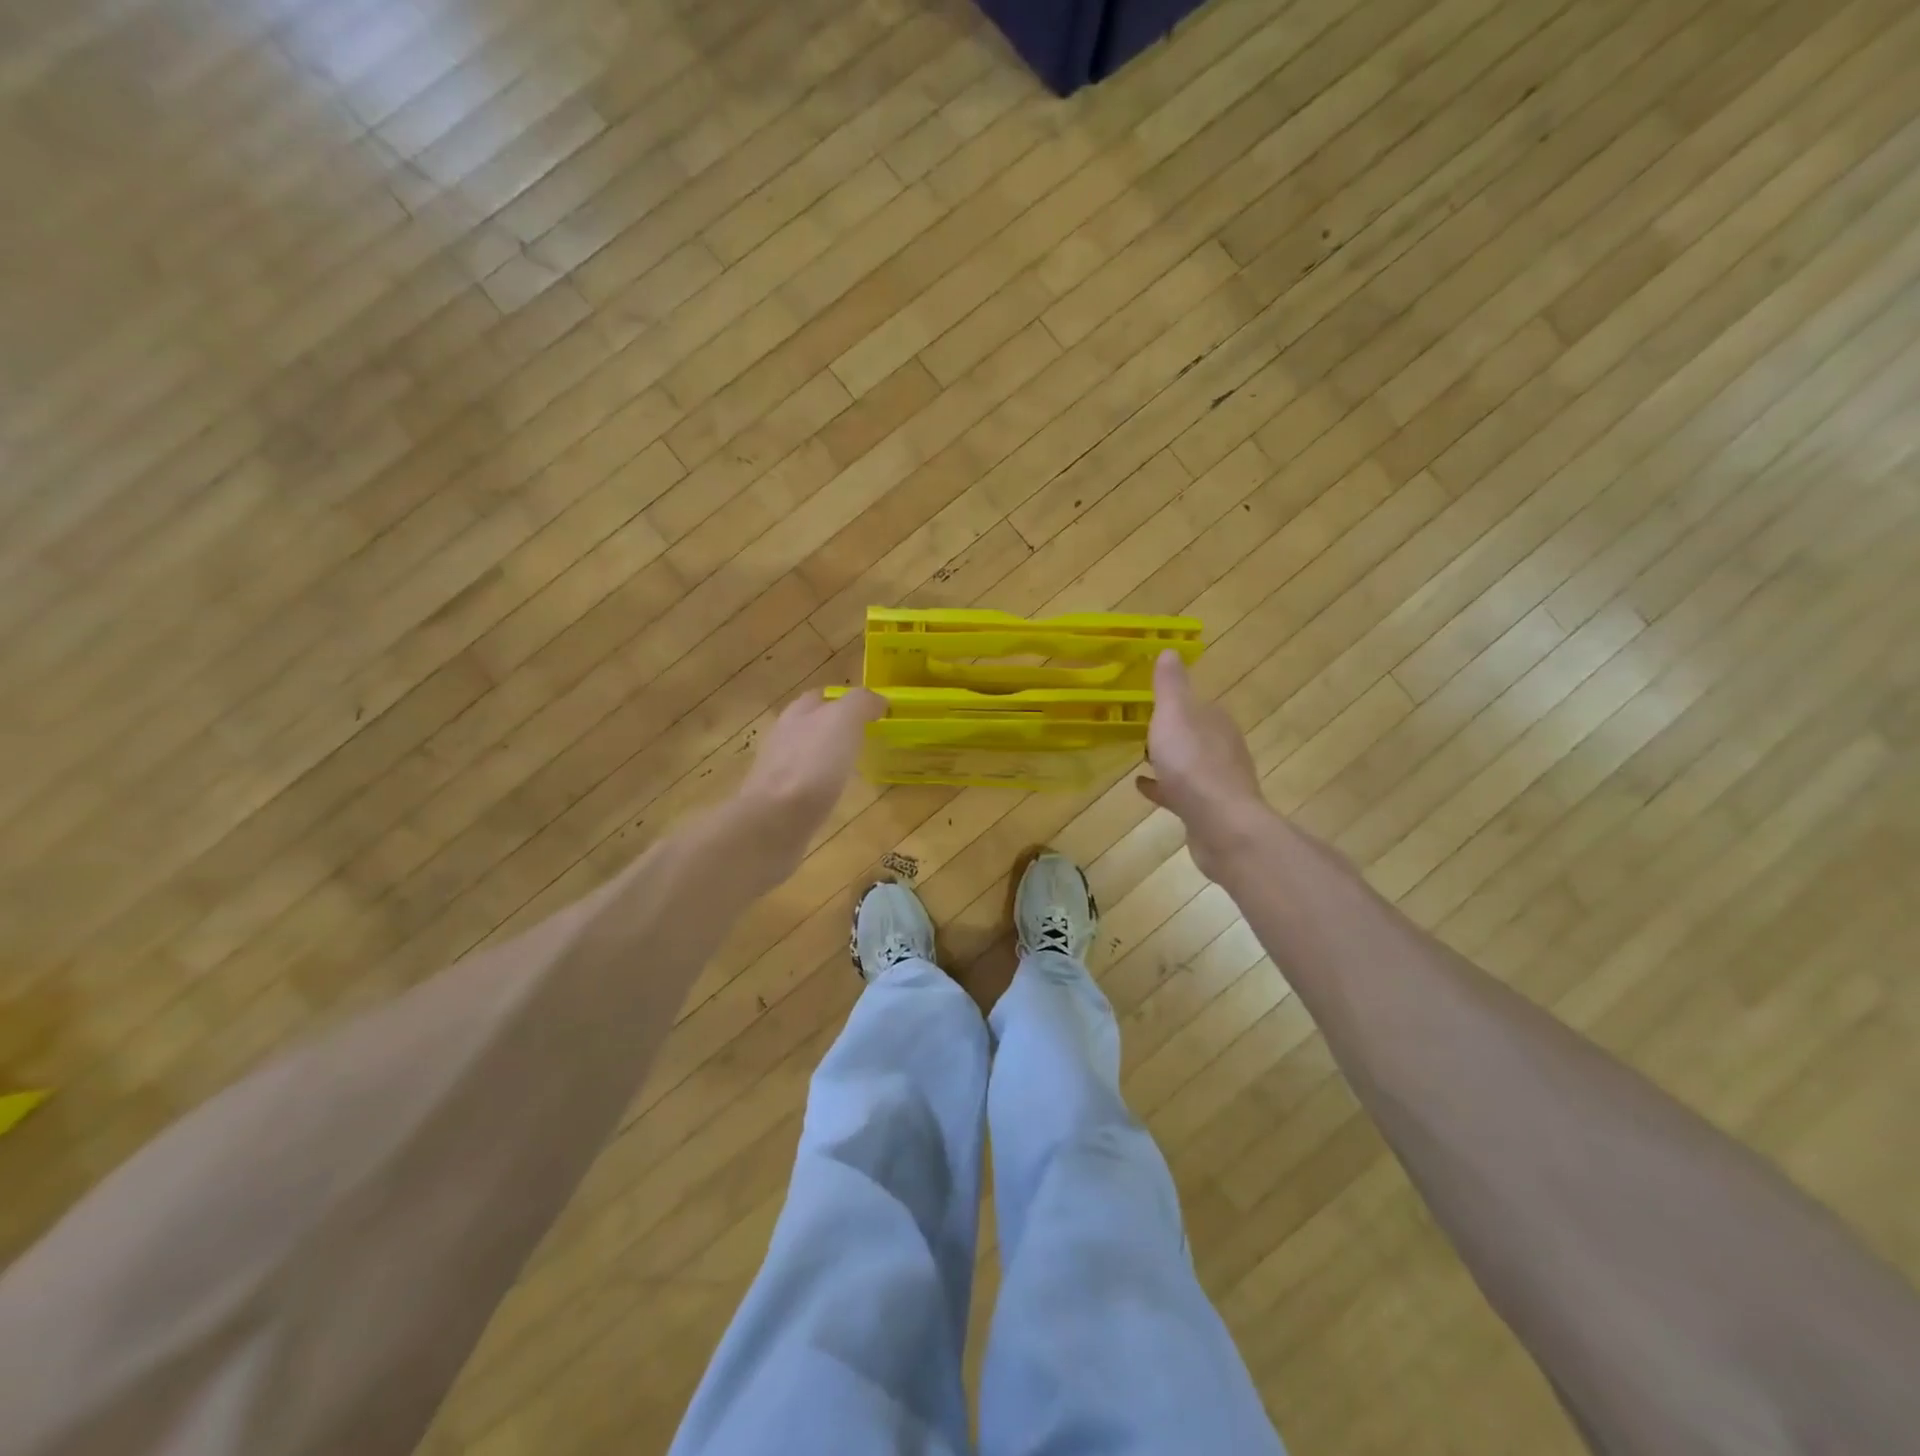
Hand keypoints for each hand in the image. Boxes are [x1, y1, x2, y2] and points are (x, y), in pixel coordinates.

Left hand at [736, 688, 885, 857]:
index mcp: (797, 714)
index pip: (820, 697)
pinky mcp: (778, 802)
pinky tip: (835, 796)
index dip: (844, 700)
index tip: (871, 712)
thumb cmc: (812, 764)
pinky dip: (820, 786)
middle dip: (834, 730)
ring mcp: (777, 771)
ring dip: (826, 758)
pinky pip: (804, 786)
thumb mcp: (843, 720)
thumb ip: (860, 703)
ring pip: (806, 756)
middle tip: (865, 740)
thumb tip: (878, 701)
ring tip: (854, 768)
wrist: (776, 820)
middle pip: (810, 726)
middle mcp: (782, 737)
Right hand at [1137, 651, 1275, 880]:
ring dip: (1168, 759)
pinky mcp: (1208, 810)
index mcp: (1216, 722)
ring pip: (1188, 764)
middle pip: (1194, 734)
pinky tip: (1142, 787)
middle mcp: (1222, 748)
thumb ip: (1170, 685)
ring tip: (1141, 758)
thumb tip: (1170, 650)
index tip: (1149, 703)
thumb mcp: (1174, 715)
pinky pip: (1181, 792)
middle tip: (1141, 729)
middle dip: (1172, 731)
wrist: (1221, 825)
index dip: (1175, 703)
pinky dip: (1163, 787)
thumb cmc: (1193, 764)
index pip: (1197, 704)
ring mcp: (1217, 781)